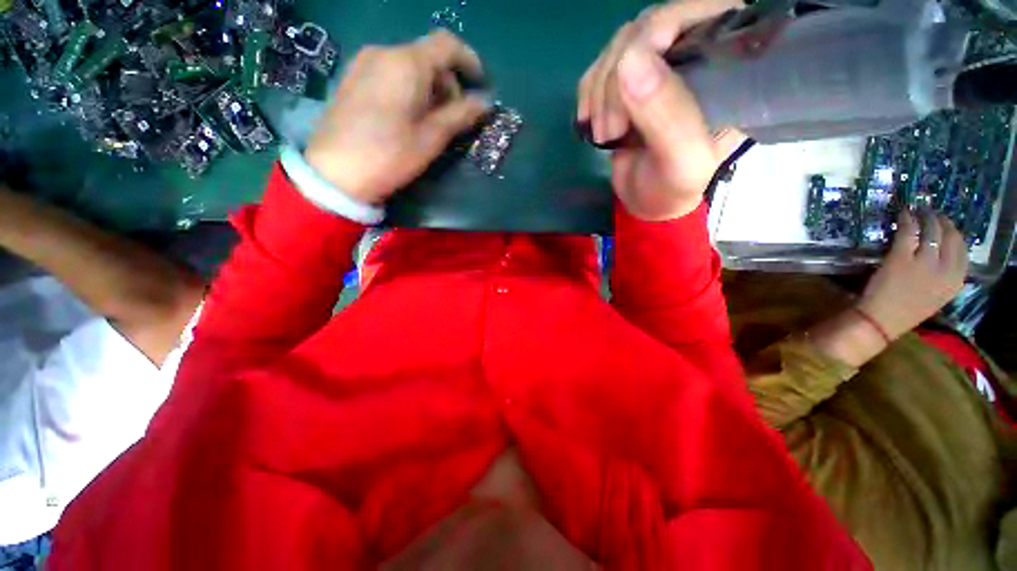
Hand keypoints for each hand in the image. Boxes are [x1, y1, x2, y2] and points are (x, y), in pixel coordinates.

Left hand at [305, 31, 488, 204]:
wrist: (335, 172)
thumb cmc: (389, 155)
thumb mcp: (431, 138)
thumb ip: (460, 115)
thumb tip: (485, 102)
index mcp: (406, 63)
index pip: (447, 44)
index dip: (470, 60)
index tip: (481, 85)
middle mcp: (383, 53)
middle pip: (428, 57)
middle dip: (448, 84)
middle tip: (454, 118)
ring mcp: (364, 64)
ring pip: (409, 67)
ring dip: (430, 89)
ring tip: (431, 123)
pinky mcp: (353, 79)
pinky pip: (391, 74)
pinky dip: (410, 90)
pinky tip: (409, 118)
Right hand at [577, 0, 744, 220]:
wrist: (648, 204)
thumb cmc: (674, 188)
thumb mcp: (682, 161)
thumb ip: (668, 115)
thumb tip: (630, 61)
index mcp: (725, 64)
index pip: (694, 12)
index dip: (656, 33)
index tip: (629, 82)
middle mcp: (693, 54)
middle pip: (645, 28)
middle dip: (616, 80)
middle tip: (612, 130)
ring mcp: (657, 66)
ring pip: (617, 47)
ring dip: (599, 93)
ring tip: (606, 135)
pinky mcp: (628, 84)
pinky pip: (598, 68)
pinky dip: (588, 95)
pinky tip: (591, 122)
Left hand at [857, 210, 967, 339]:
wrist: (881, 320)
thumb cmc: (904, 310)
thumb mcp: (936, 295)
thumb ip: (943, 277)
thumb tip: (941, 255)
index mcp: (956, 281)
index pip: (962, 249)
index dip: (954, 233)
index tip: (946, 224)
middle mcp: (946, 270)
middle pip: (950, 237)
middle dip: (942, 222)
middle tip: (932, 213)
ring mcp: (924, 263)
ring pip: (931, 231)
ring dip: (926, 217)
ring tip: (919, 211)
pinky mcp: (901, 257)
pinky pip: (908, 232)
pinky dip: (907, 220)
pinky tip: (904, 214)